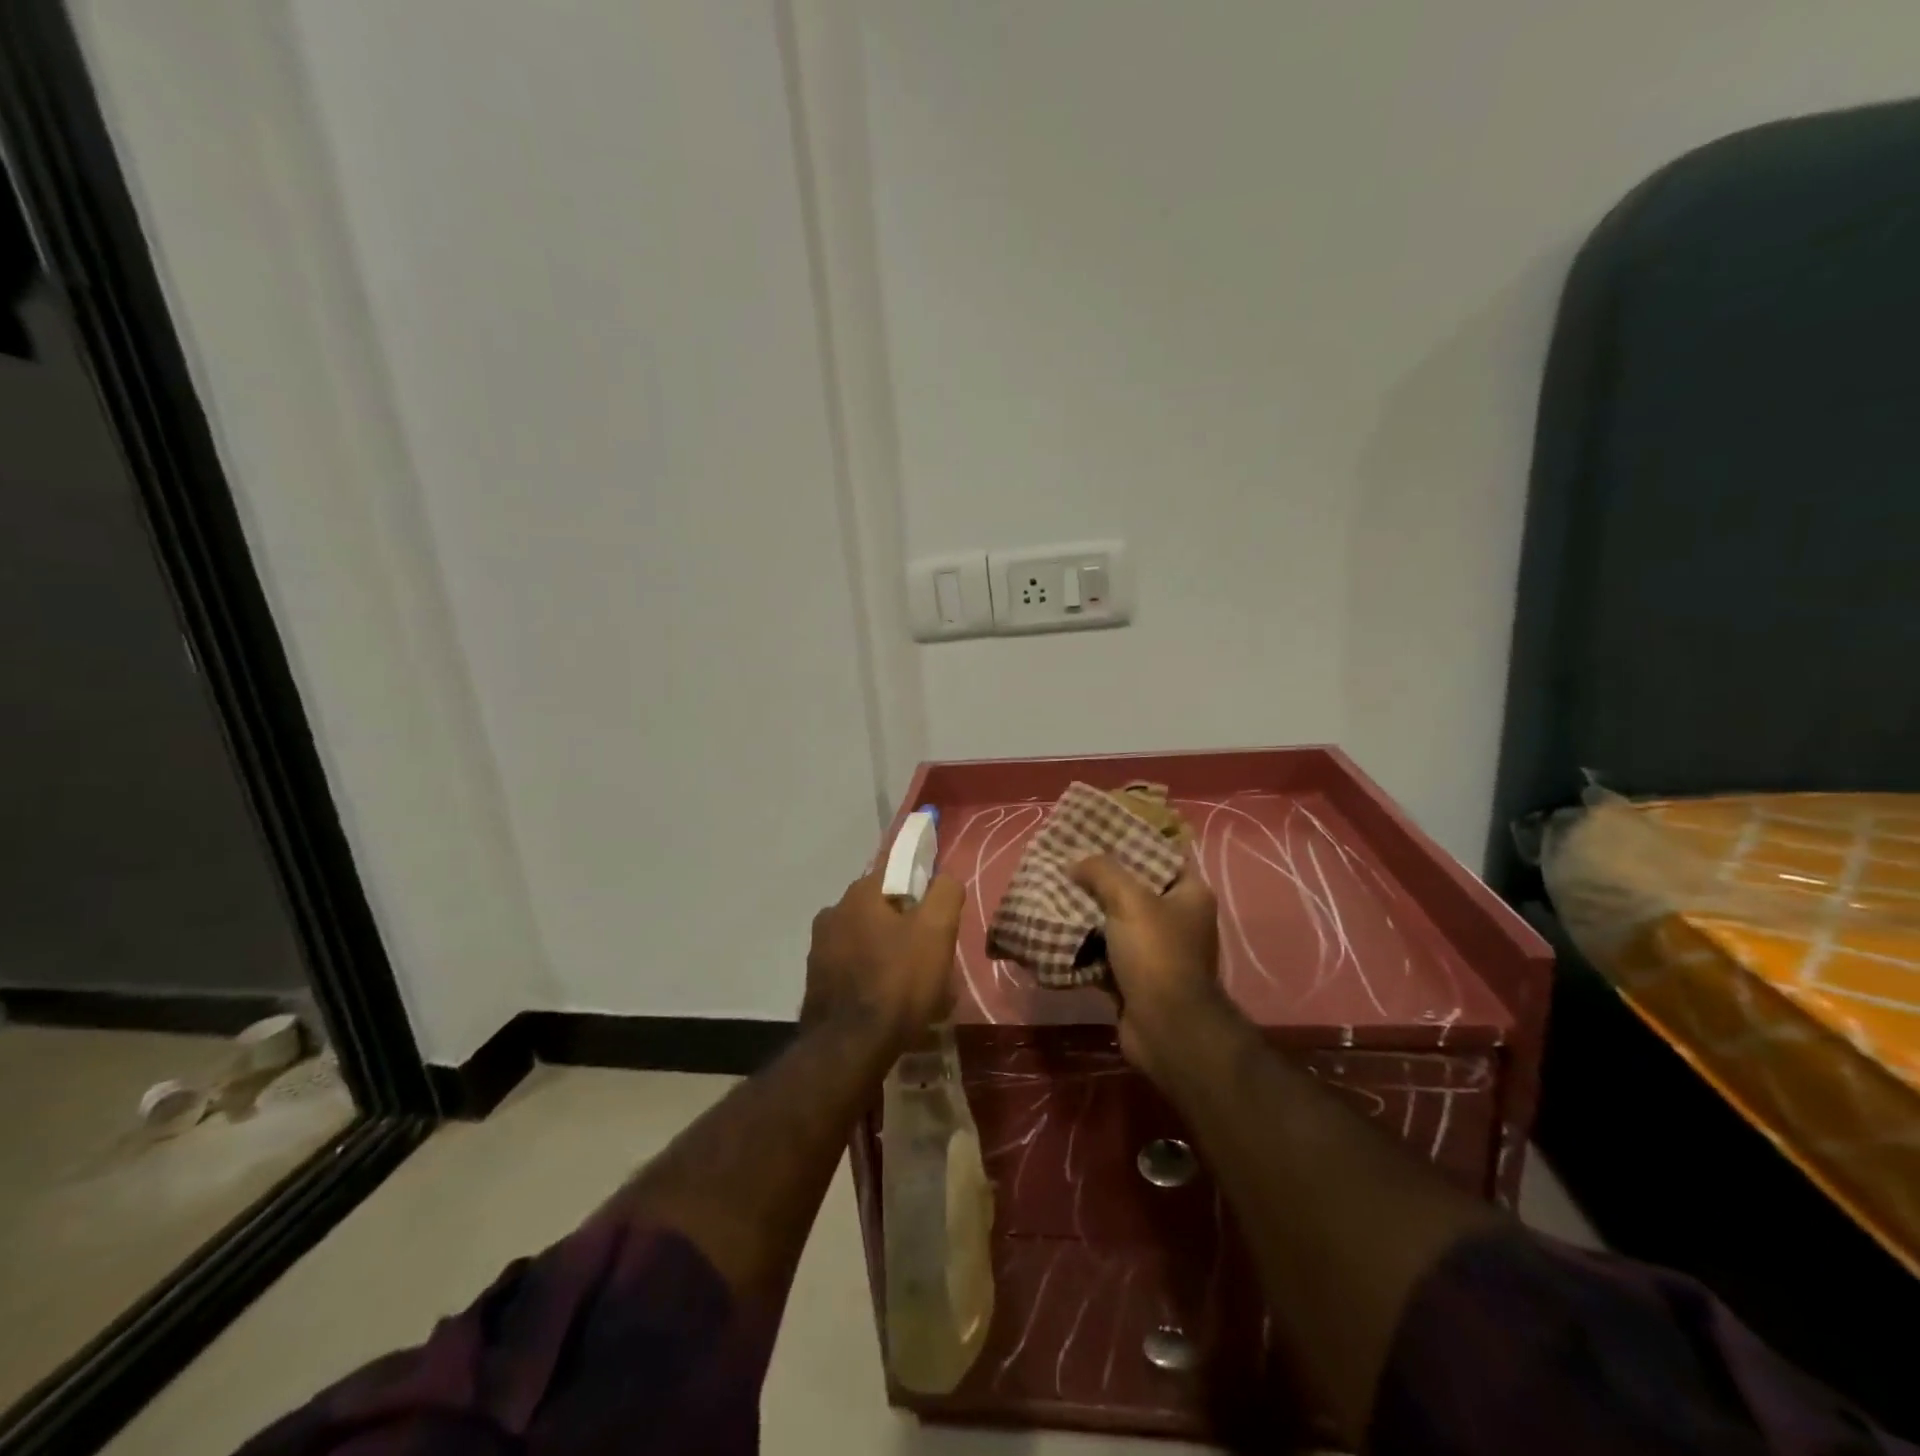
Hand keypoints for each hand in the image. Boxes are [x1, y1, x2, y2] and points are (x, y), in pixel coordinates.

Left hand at [803, 869, 965, 1045]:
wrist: (849, 1049)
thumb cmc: (898, 982)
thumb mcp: (936, 931)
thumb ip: (945, 893)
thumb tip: (944, 879)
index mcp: (859, 894)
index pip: (896, 873)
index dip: (922, 892)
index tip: (938, 920)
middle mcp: (833, 912)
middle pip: (883, 909)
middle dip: (908, 927)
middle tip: (932, 957)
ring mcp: (819, 948)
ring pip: (868, 940)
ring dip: (890, 954)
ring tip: (915, 988)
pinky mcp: (816, 981)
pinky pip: (854, 969)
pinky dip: (872, 978)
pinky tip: (890, 1004)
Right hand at [1070, 854, 1224, 1077]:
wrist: (1165, 1028)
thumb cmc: (1156, 954)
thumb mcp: (1129, 900)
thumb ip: (1102, 872)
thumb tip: (1075, 863)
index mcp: (1190, 894)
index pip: (1162, 856)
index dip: (1132, 842)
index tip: (1098, 833)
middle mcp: (1178, 919)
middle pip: (1135, 888)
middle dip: (1101, 878)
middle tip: (1068, 861)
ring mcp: (1157, 951)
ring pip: (1116, 921)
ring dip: (1088, 911)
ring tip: (1056, 891)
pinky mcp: (1135, 977)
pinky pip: (1105, 951)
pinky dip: (1084, 944)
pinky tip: (1057, 929)